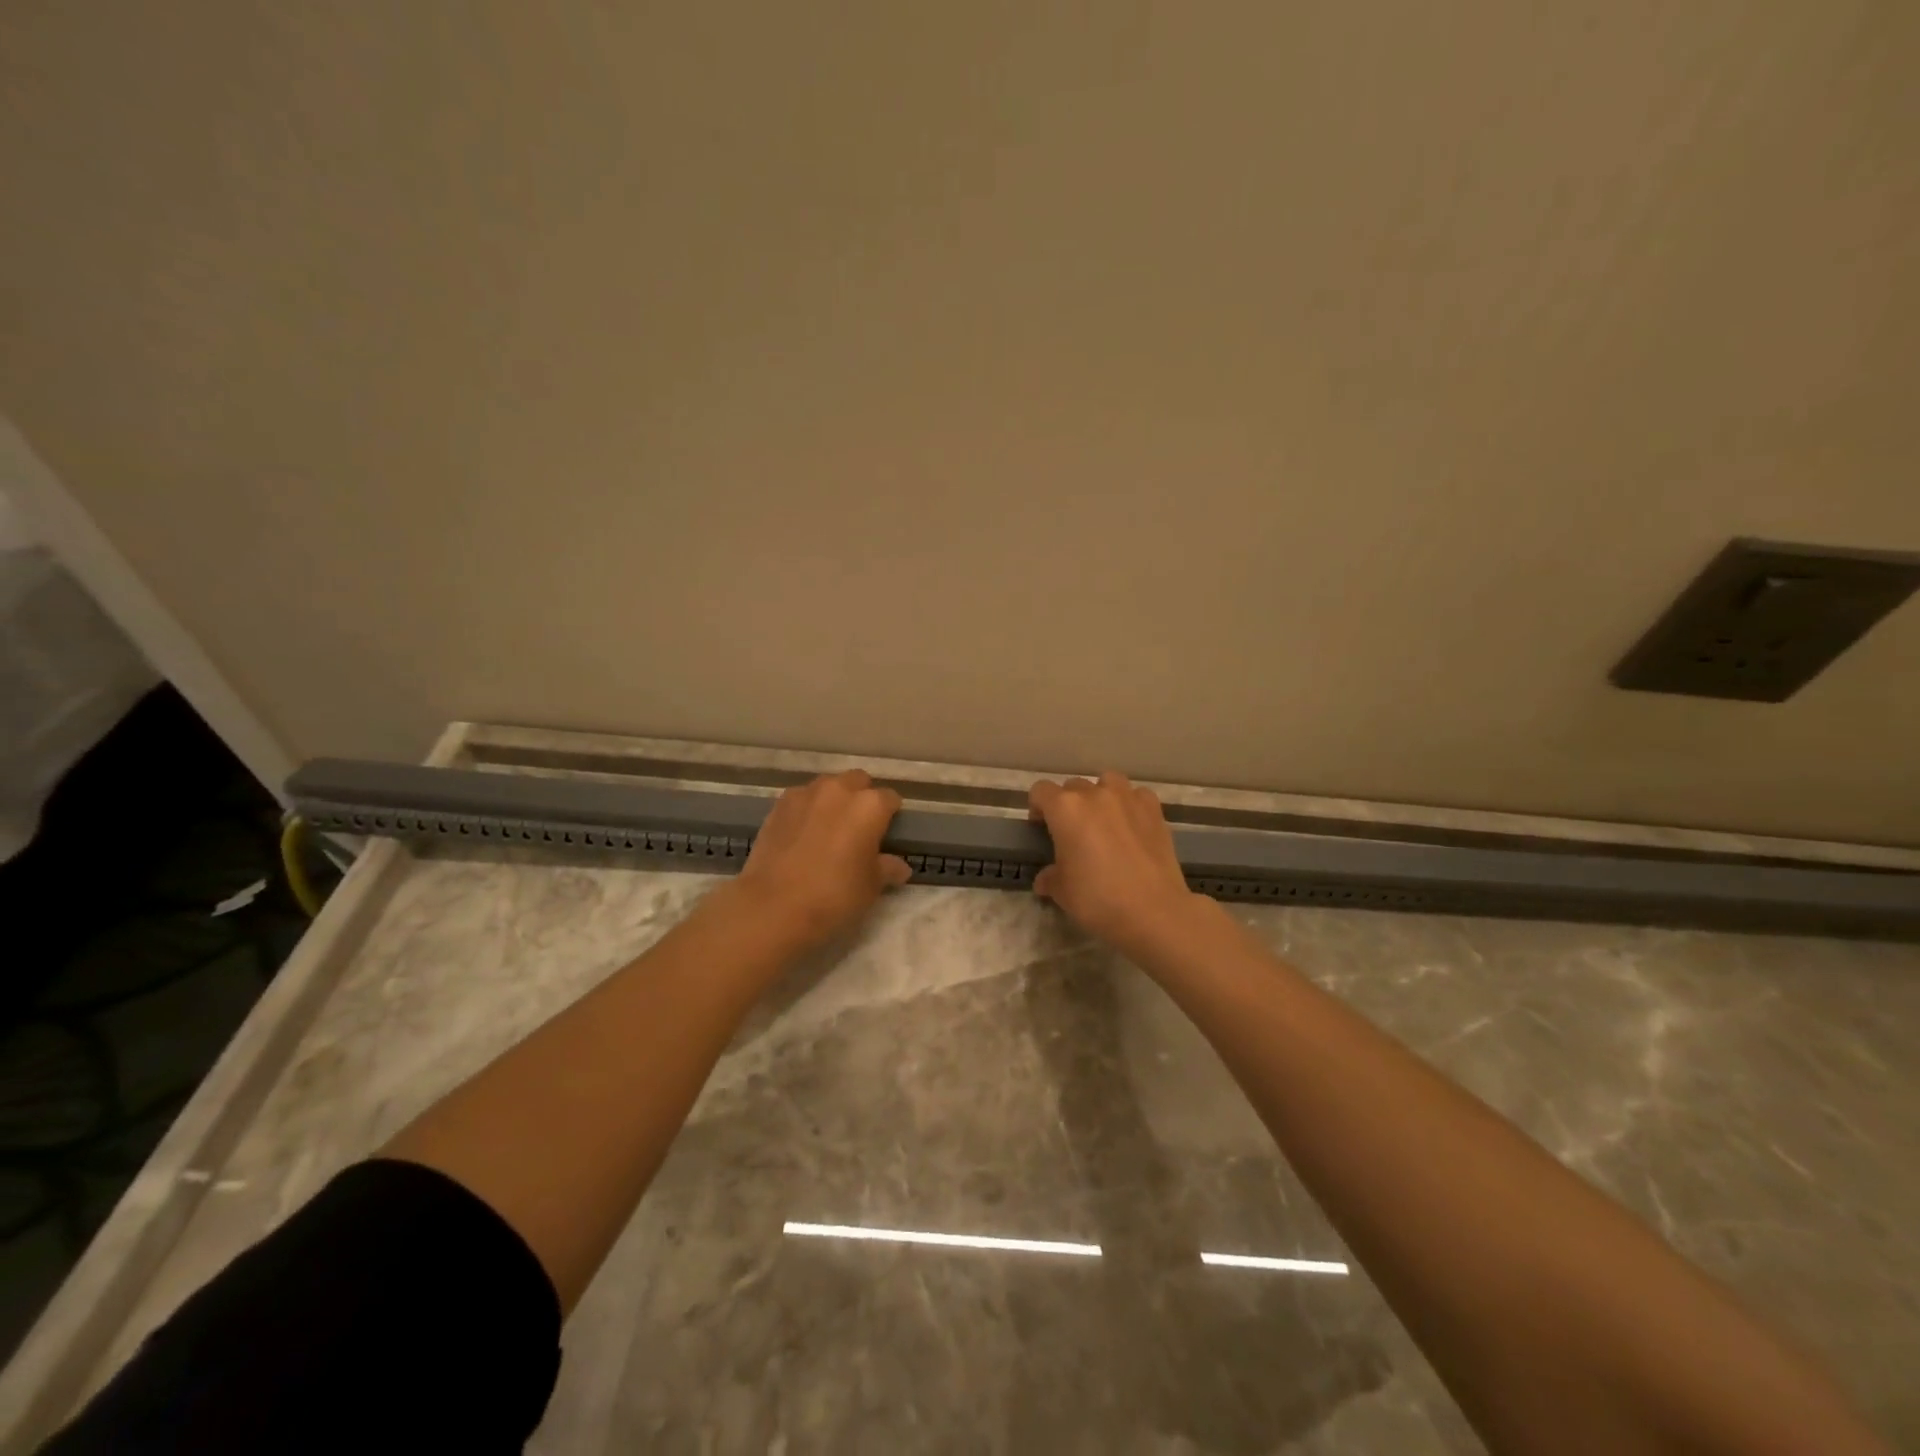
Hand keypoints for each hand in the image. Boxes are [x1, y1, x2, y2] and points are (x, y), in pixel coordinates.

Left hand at [727, 770, 910, 950]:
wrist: (773, 905)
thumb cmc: (834, 895)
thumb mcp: (871, 887)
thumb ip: (887, 869)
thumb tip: (900, 867)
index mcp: (870, 806)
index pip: (890, 799)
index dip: (891, 816)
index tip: (887, 834)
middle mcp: (840, 790)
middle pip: (859, 781)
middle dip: (862, 797)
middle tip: (859, 827)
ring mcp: (806, 794)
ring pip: (828, 786)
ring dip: (834, 800)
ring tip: (829, 828)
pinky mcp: (779, 805)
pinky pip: (802, 799)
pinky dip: (807, 809)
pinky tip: (803, 834)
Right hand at [1028, 772, 1205, 959]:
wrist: (1153, 911)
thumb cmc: (1097, 899)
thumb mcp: (1062, 892)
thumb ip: (1050, 878)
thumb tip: (1045, 879)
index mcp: (1065, 809)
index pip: (1040, 791)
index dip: (1037, 807)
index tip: (1041, 828)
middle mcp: (1095, 794)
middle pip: (1073, 786)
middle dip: (1068, 805)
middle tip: (1073, 833)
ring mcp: (1128, 798)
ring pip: (1107, 782)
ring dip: (1101, 795)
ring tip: (1104, 821)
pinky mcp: (1154, 809)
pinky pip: (1137, 795)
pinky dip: (1131, 805)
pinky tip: (1132, 826)